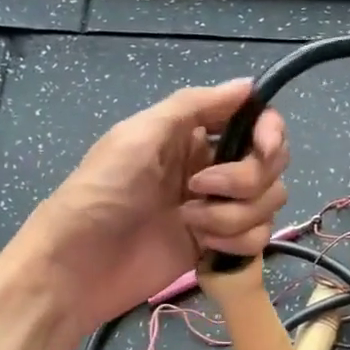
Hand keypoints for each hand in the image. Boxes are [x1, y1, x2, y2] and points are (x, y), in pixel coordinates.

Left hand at [0, 80, 288, 337]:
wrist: (79, 265)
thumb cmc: (102, 191)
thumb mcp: (140, 136)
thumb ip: (195, 105)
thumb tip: (248, 84)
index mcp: (194, 135)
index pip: (258, 123)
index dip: (271, 133)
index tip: (263, 149)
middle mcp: (213, 168)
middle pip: (270, 166)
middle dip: (246, 179)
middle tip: (199, 188)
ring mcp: (219, 210)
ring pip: (267, 205)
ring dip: (233, 215)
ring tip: (189, 221)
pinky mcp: (219, 247)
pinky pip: (257, 239)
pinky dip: (235, 242)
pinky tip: (202, 247)